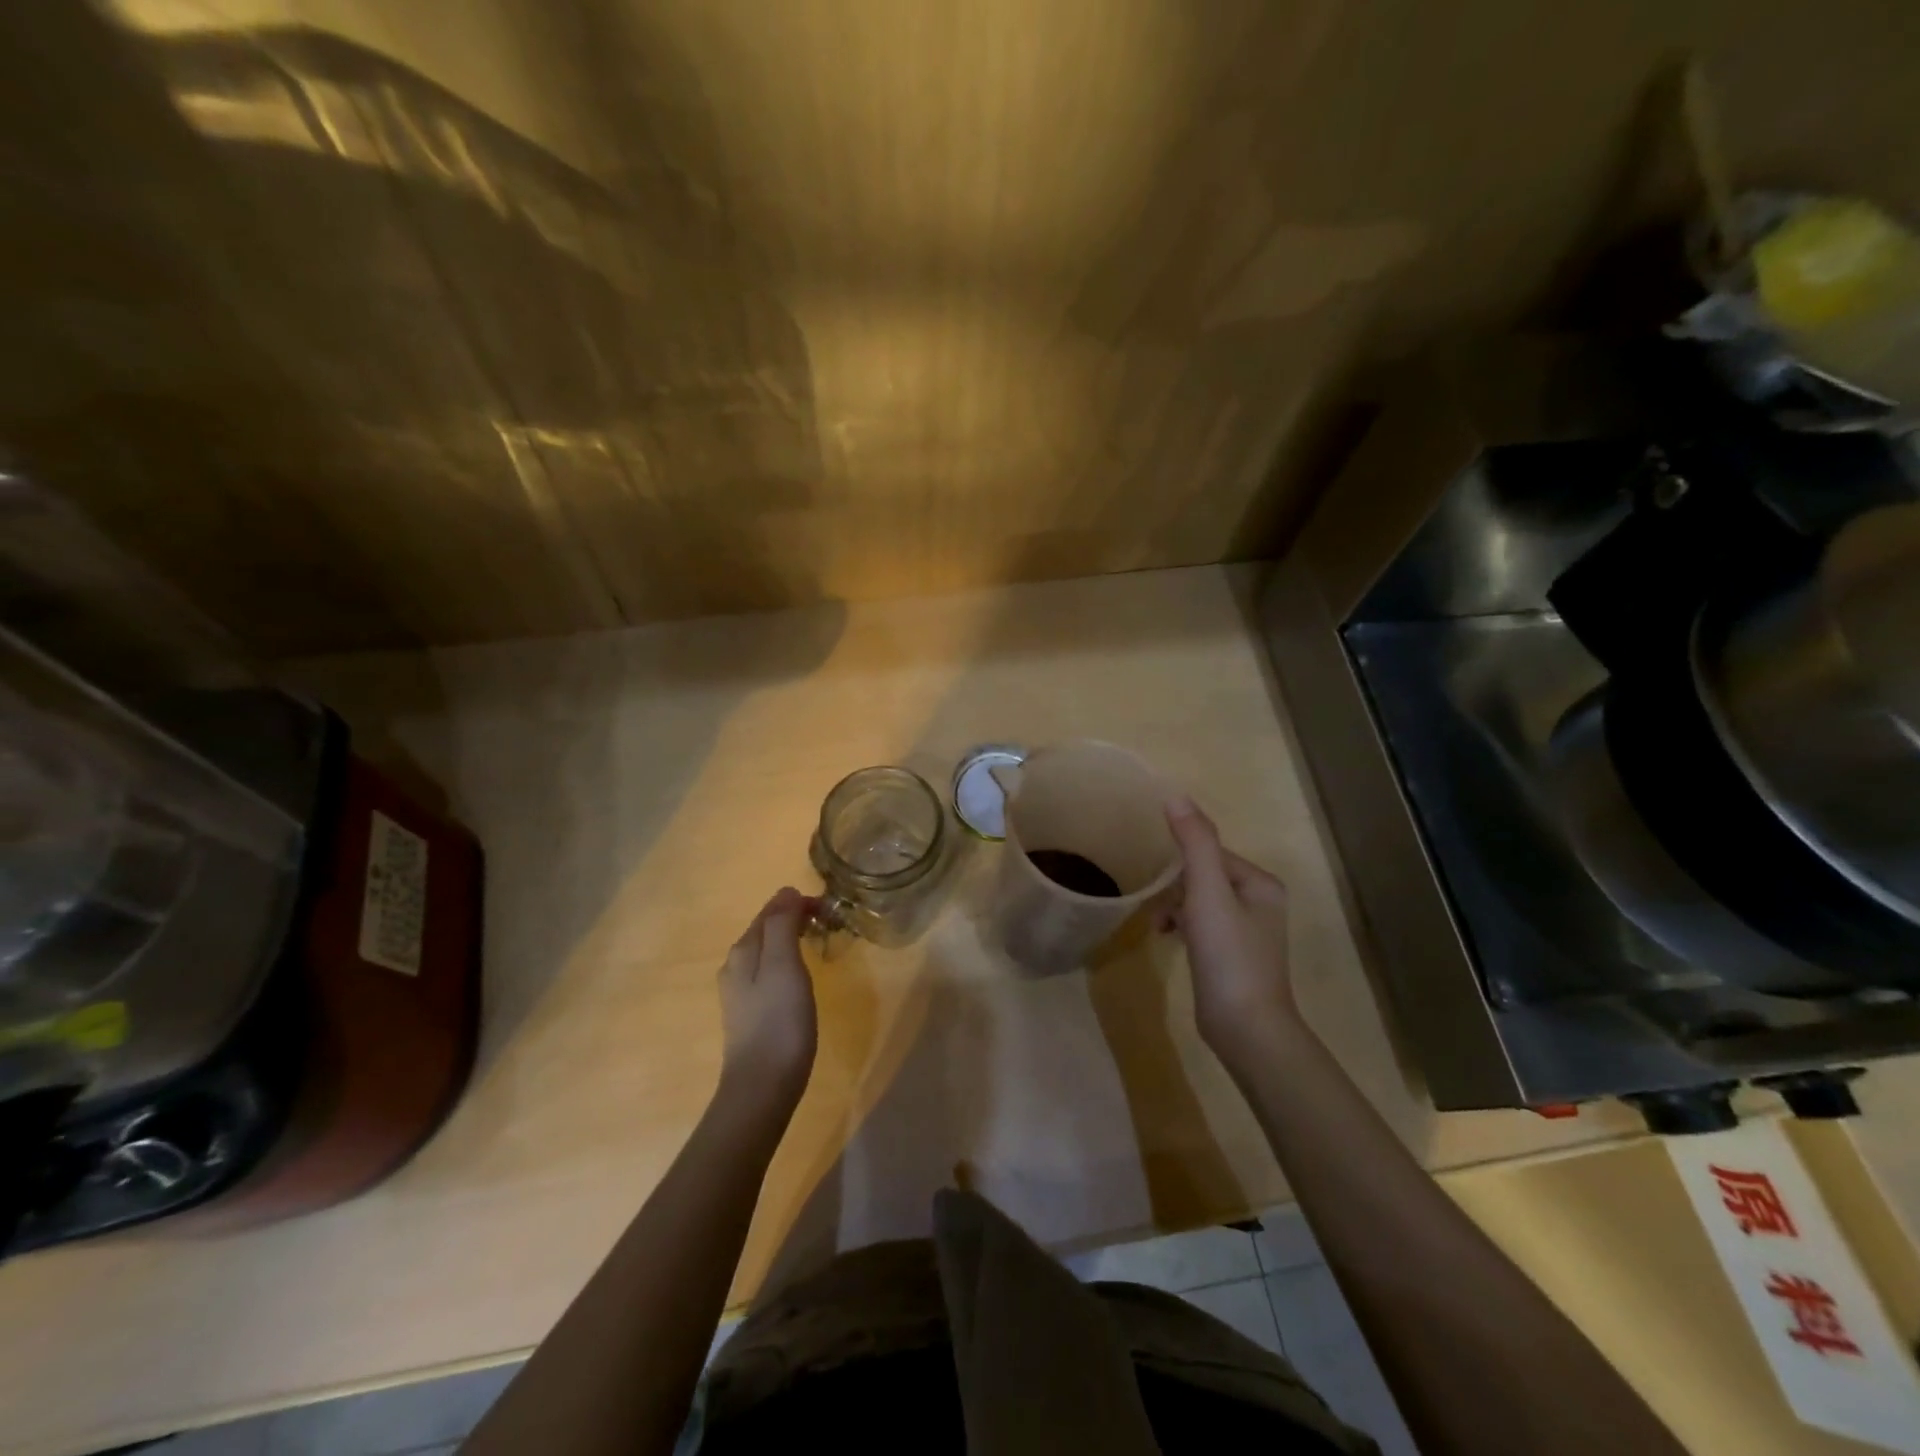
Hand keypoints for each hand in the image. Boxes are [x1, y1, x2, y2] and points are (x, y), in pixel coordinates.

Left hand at [718, 887, 817, 1104]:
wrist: (762, 1087)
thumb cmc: (779, 1022)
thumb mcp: (784, 965)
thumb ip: (782, 925)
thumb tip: (785, 892)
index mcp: (743, 950)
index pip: (771, 910)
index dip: (799, 903)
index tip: (830, 910)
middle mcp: (735, 966)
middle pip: (766, 930)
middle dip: (795, 919)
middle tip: (829, 925)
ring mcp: (740, 993)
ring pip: (767, 952)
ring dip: (792, 941)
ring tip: (819, 946)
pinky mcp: (750, 1014)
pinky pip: (769, 974)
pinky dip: (788, 964)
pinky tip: (801, 980)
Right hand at [1160, 797, 1297, 1070]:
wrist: (1245, 1028)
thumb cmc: (1228, 955)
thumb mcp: (1208, 893)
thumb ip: (1194, 843)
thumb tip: (1175, 796)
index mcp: (1261, 884)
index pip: (1211, 854)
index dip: (1180, 863)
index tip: (1156, 879)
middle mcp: (1261, 903)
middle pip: (1205, 876)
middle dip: (1176, 887)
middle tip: (1154, 903)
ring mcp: (1248, 933)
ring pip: (1201, 902)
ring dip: (1175, 907)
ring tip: (1156, 923)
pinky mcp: (1233, 958)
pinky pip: (1202, 927)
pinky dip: (1182, 927)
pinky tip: (1165, 938)